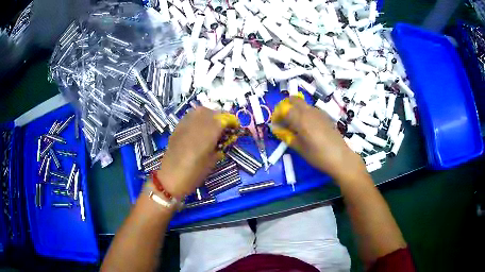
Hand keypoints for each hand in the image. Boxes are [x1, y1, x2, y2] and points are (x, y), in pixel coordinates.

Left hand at [154, 107, 238, 197]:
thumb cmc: (193, 175)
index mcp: (206, 136)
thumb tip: (227, 139)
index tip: (235, 126)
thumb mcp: (211, 163)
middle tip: (224, 125)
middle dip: (220, 116)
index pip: (222, 120)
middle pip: (211, 112)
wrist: (170, 179)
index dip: (230, 121)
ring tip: (212, 124)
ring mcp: (184, 125)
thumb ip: (220, 148)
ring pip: (199, 110)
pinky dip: (198, 117)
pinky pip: (190, 116)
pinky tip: (199, 126)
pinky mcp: (177, 128)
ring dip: (209, 114)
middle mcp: (195, 126)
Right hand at [271, 97, 366, 181]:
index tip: (276, 125)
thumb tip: (277, 130)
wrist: (340, 157)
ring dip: (296, 110)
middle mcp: (309, 111)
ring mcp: (319, 112)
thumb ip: (287, 136)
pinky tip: (307, 127)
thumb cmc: (318, 155)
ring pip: (303, 104)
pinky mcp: (325, 116)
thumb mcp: (299, 148)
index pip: (284, 110)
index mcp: (301, 119)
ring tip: (295, 125)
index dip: (277, 116)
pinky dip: (305, 113)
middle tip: (284, 120)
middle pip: (294, 100)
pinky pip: (311, 109)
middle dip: (286, 107)